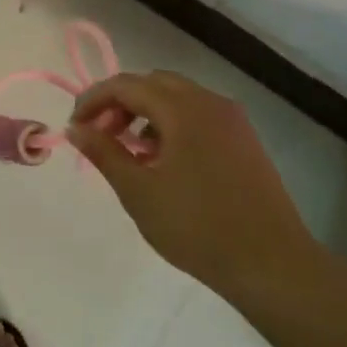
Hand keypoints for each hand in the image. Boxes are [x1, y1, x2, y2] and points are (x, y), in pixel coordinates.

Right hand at [67, 70, 322, 298]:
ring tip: (130, 152)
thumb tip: (76, 128)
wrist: (272, 264)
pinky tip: (164, 161)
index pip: (126, 85)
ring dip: (146, 113)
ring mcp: (232, 120)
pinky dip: (172, 124)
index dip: (94, 100)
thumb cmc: (197, 227)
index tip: (74, 127)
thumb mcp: (139, 192)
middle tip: (100, 136)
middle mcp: (210, 102)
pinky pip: (199, 115)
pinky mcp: (245, 140)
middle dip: (120, 103)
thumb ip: (104, 153)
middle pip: (153, 83)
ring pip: (178, 98)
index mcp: (183, 109)